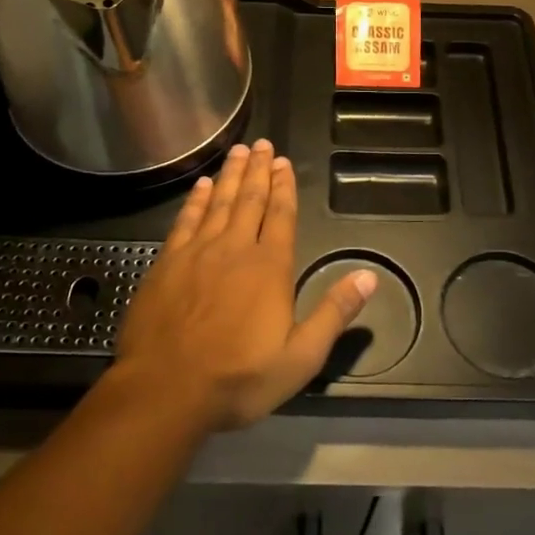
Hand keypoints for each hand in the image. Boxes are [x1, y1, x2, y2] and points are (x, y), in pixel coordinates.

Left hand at [110, 140, 376, 431]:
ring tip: (238, 151)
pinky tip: (203, 185)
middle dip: (258, 170)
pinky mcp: (167, 262)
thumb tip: (369, 276)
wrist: (165, 390)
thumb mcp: (300, 357)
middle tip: (262, 144)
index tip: (284, 162)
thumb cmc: (238, 378)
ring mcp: (198, 252)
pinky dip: (197, 199)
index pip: (280, 215)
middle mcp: (235, 248)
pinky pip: (186, 220)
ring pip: (219, 202)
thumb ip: (334, 313)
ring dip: (231, 175)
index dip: (284, 187)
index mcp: (269, 267)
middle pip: (250, 199)